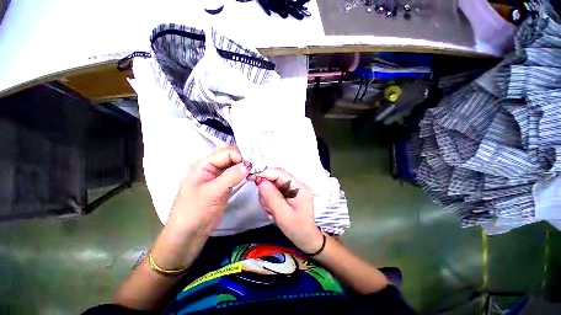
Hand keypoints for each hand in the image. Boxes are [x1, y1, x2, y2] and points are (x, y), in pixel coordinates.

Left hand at [169, 146, 250, 234]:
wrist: (189, 233)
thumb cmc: (195, 211)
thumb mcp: (213, 192)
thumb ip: (231, 177)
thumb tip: (248, 165)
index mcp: (203, 164)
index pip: (226, 152)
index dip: (240, 156)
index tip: (251, 166)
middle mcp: (211, 166)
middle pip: (230, 155)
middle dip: (243, 158)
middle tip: (255, 166)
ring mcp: (217, 175)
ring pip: (234, 164)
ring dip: (244, 165)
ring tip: (255, 170)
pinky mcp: (223, 184)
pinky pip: (235, 173)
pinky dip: (243, 172)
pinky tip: (250, 175)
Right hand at [255, 168, 323, 253]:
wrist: (307, 238)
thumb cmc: (297, 229)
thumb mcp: (282, 214)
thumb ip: (271, 197)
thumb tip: (260, 181)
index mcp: (299, 188)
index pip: (280, 173)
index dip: (265, 172)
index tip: (252, 176)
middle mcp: (297, 184)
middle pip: (277, 177)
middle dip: (266, 187)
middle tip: (264, 201)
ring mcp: (294, 188)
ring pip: (274, 183)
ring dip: (268, 194)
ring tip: (270, 208)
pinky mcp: (290, 192)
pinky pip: (276, 189)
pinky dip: (270, 197)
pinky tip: (273, 208)